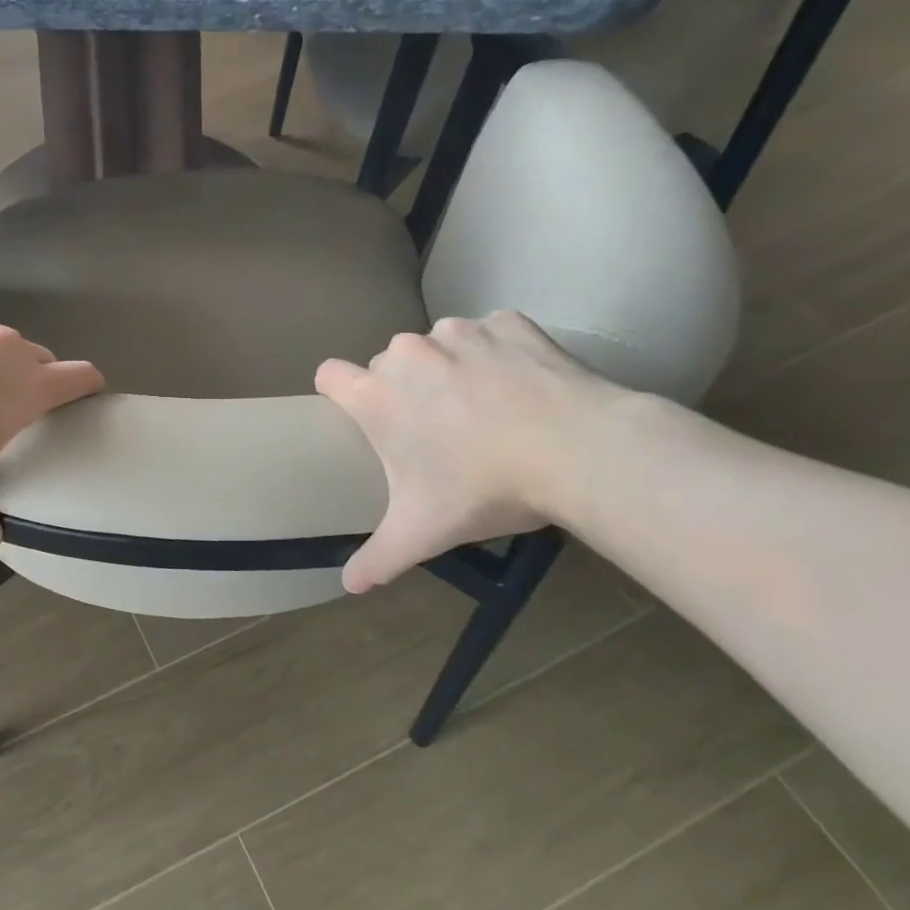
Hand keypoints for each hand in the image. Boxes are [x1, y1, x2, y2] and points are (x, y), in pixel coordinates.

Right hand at [315, 311, 621, 593]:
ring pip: (438, 346)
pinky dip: (498, 354)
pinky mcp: (508, 322)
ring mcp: (459, 331)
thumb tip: (349, 587)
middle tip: (441, 430)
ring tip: (487, 407)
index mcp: (376, 395)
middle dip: (406, 391)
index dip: (339, 393)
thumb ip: (379, 558)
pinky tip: (522, 387)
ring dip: (450, 369)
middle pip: (388, 365)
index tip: (362, 416)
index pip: (329, 375)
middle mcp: (407, 352)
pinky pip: (489, 333)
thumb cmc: (485, 488)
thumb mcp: (425, 531)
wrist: (580, 450)